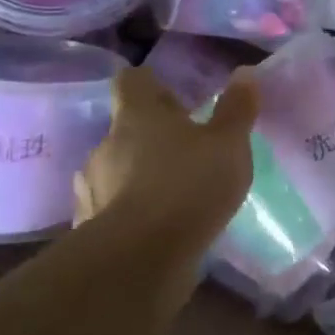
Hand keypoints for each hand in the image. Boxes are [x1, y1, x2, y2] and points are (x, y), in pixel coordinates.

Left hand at [78, 66, 259, 232]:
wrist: (138, 261)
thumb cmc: (187, 187)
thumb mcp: (228, 145)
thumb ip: (236, 109)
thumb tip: (245, 73)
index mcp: (137, 114)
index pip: (132, 81)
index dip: (151, 84)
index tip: (174, 97)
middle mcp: (107, 144)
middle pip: (125, 128)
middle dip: (152, 136)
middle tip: (186, 150)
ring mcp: (92, 187)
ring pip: (116, 169)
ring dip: (139, 175)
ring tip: (172, 193)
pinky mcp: (90, 228)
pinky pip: (111, 209)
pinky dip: (130, 212)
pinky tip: (155, 227)